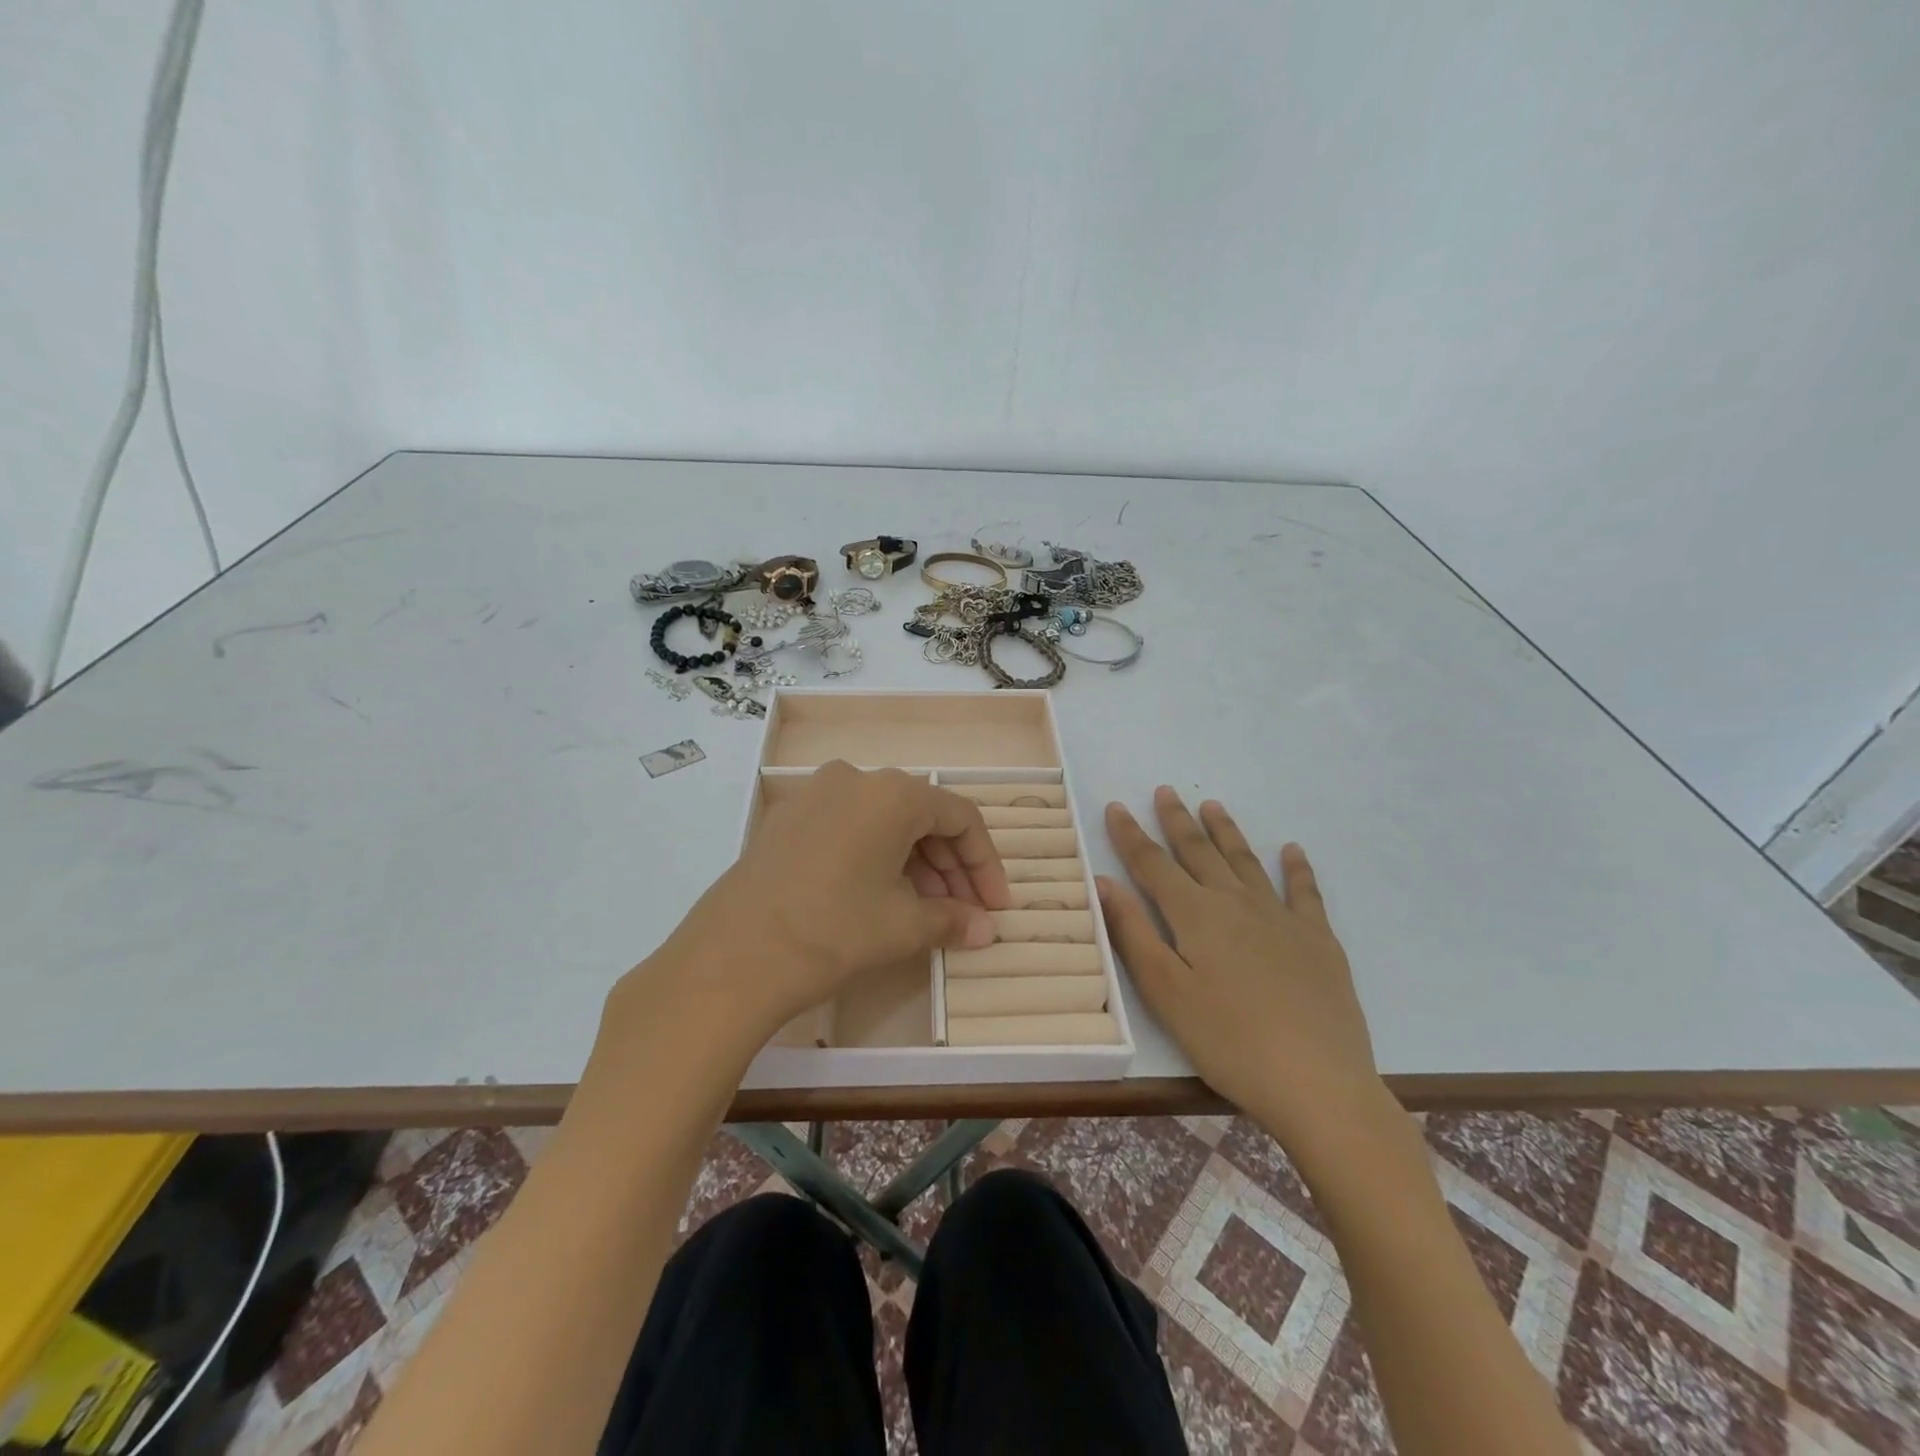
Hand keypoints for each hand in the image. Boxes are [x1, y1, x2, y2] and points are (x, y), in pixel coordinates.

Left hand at [630, 762, 1009, 1047]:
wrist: (732, 956)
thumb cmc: (833, 931)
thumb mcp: (902, 926)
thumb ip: (952, 919)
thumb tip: (985, 928)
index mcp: (892, 793)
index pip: (960, 817)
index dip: (985, 864)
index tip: (996, 906)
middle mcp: (855, 778)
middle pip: (921, 816)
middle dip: (951, 866)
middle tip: (964, 912)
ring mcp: (814, 795)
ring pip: (884, 822)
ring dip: (915, 863)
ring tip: (926, 911)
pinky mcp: (786, 819)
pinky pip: (849, 828)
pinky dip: (875, 857)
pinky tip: (879, 896)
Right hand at [1097, 787, 1380, 1151]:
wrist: (1317, 1082)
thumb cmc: (1227, 1041)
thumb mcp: (1165, 992)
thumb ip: (1133, 932)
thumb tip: (1103, 881)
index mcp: (1195, 915)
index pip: (1153, 864)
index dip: (1130, 835)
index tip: (1116, 807)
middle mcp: (1236, 903)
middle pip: (1199, 852)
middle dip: (1178, 821)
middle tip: (1165, 791)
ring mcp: (1281, 918)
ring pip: (1246, 862)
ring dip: (1226, 832)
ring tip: (1212, 805)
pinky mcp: (1318, 940)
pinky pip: (1305, 892)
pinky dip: (1297, 868)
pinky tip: (1292, 850)